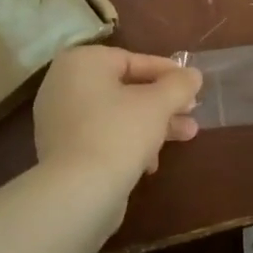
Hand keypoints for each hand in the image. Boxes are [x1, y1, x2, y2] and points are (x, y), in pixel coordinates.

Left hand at [33, 45, 202, 189]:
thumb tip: (193, 75)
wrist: (76, 193)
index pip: (132, 60)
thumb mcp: (157, 104)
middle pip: (125, 88)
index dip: (167, 72)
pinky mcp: (62, 150)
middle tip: (192, 112)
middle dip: (163, 103)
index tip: (193, 84)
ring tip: (187, 136)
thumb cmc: (118, 133)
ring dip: (152, 124)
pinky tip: (151, 163)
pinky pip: (102, 136)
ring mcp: (59, 119)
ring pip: (116, 114)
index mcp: (81, 63)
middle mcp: (63, 85)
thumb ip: (178, 85)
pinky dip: (128, 142)